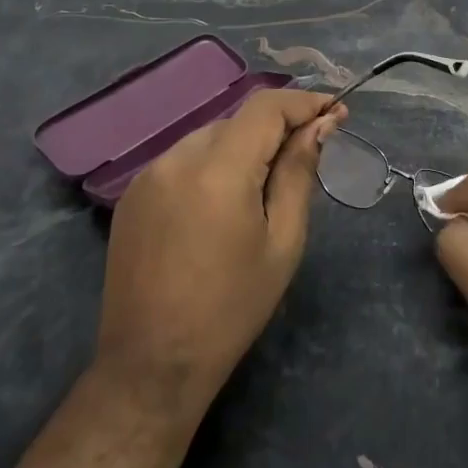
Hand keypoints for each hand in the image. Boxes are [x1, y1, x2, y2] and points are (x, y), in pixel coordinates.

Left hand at [96, 89, 342, 423]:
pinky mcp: (132, 195)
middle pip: (239, 121)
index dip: (304, 102)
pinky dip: (213, 164)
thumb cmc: (232, 307)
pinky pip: (184, 160)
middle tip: (309, 153)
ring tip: (266, 184)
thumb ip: (299, 172)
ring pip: (211, 137)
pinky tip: (223, 202)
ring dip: (244, 146)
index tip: (334, 112)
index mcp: (218, 170)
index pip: (266, 107)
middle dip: (277, 128)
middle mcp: (177, 158)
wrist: (151, 365)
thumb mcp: (283, 240)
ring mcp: (148, 175)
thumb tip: (319, 125)